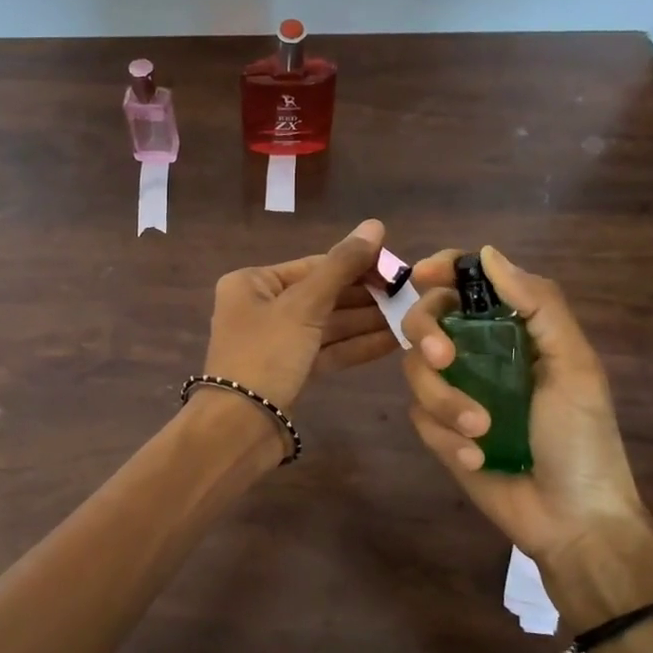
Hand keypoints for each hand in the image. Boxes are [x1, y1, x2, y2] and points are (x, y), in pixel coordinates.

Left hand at [203, 218, 396, 410]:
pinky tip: (394, 341)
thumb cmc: (265, 355)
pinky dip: (357, 346)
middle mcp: (261, 307)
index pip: (314, 265)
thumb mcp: (304, 306)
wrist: (240, 428)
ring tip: (412, 316)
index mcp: (253, 283)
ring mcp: (276, 341)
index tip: (399, 269)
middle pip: (323, 294)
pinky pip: (328, 350)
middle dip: (366, 296)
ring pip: (328, 324)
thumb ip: (341, 266)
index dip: (358, 265)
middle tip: (411, 294)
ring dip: (367, 321)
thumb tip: (375, 224)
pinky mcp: (290, 371)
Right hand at [400, 246, 652, 622]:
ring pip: (414, 370)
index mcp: (513, 330)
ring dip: (444, 400)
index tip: (423, 275)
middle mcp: (478, 354)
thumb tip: (488, 254)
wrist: (571, 519)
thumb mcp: (574, 365)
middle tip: (445, 357)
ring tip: (480, 431)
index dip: (442, 271)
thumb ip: (539, 305)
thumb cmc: (582, 438)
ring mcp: (455, 392)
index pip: (467, 285)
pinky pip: (419, 417)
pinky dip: (444, 436)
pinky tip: (476, 459)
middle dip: (427, 333)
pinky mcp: (439, 431)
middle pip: (425, 319)